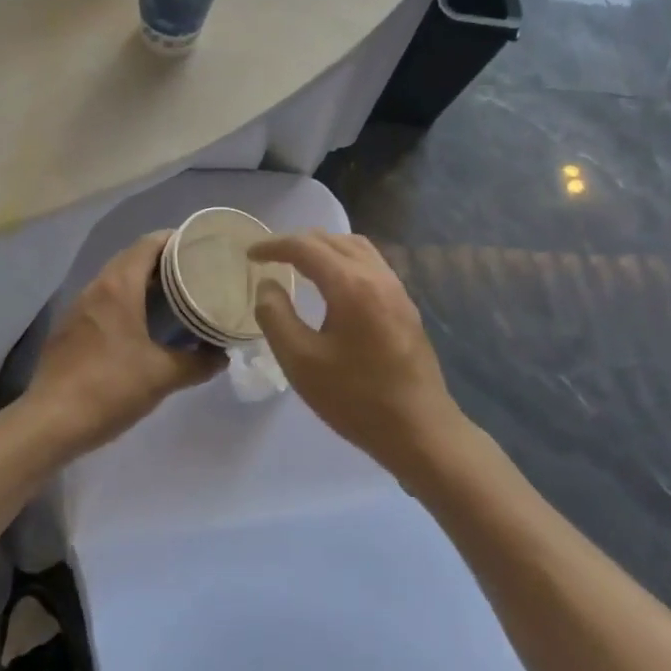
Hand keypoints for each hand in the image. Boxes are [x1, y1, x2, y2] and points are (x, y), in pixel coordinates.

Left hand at [23, 231, 224, 459]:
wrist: (50, 422)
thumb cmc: (110, 388)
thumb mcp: (163, 376)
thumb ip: (198, 362)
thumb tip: (222, 356)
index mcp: (118, 287)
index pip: (148, 244)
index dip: (174, 239)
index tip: (199, 245)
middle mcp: (96, 288)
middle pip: (131, 258)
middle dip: (162, 260)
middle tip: (193, 270)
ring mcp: (78, 308)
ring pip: (115, 280)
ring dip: (142, 281)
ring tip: (172, 294)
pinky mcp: (69, 329)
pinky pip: (102, 301)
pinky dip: (125, 301)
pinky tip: (140, 323)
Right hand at [250, 231, 464, 478]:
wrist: (420, 430)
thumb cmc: (355, 398)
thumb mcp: (300, 362)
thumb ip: (276, 316)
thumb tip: (267, 284)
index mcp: (350, 285)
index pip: (305, 247)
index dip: (273, 246)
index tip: (250, 255)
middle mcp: (376, 275)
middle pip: (331, 240)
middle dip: (297, 243)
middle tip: (270, 258)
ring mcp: (396, 288)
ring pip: (355, 247)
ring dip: (323, 247)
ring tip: (299, 263)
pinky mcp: (405, 305)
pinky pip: (370, 263)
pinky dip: (344, 259)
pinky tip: (334, 283)